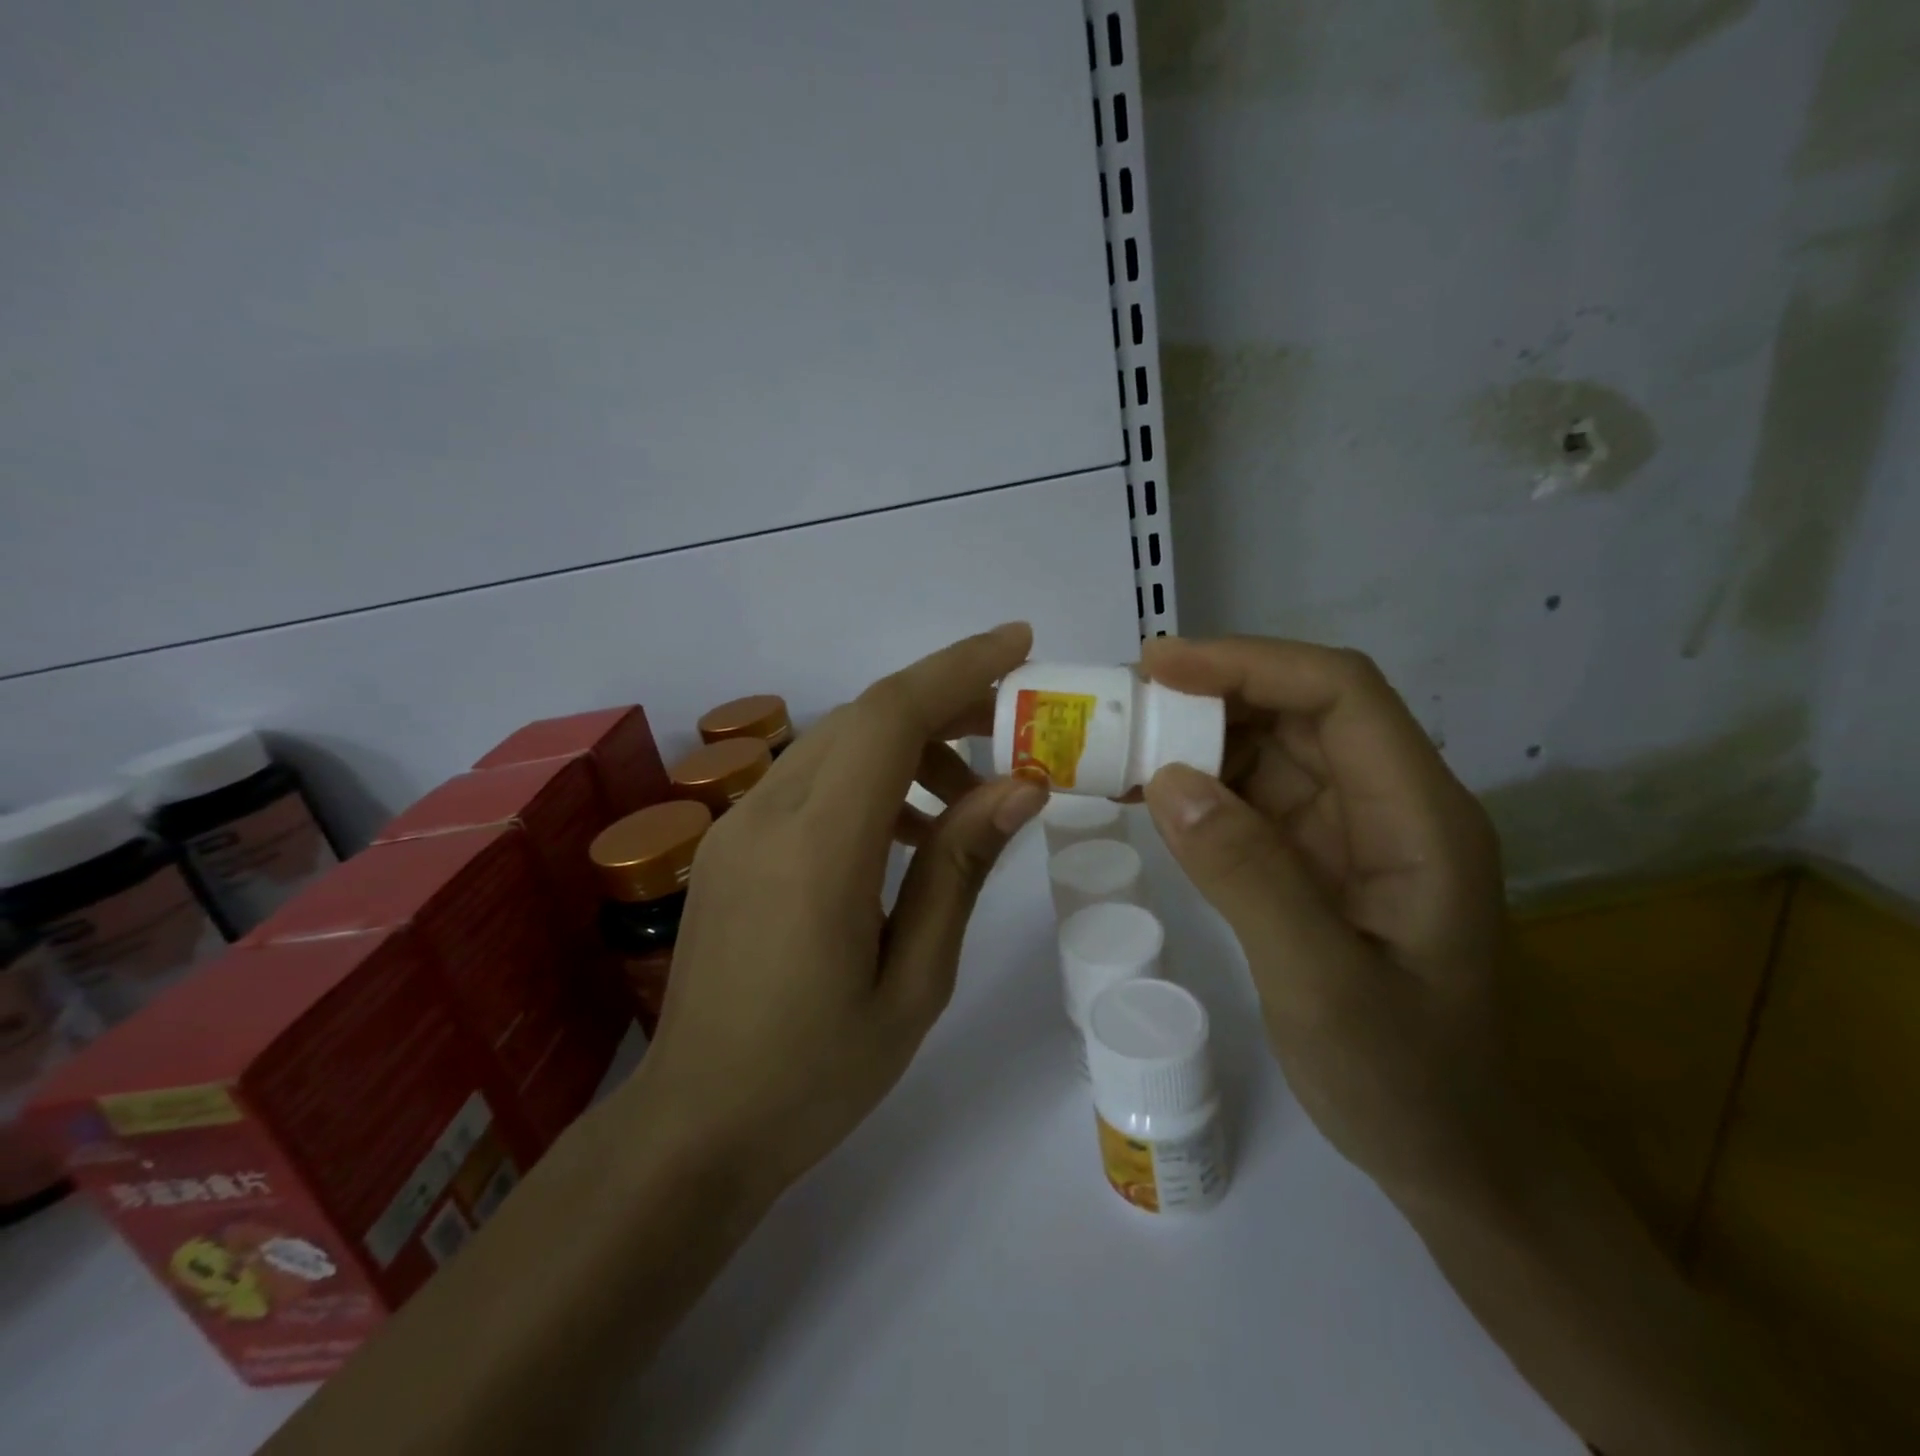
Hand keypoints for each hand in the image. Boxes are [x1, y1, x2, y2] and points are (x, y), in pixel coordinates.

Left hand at [632, 623, 1048, 1198]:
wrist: (695, 1126)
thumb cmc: (816, 1075)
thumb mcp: (914, 981)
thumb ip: (960, 869)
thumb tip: (1021, 785)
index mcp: (816, 850)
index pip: (889, 717)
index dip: (958, 668)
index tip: (1020, 644)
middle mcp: (766, 815)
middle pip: (864, 716)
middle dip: (945, 702)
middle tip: (1012, 729)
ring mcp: (736, 825)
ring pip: (836, 742)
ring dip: (908, 745)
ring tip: (966, 799)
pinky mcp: (729, 844)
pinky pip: (809, 780)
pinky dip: (868, 779)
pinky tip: (906, 833)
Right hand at [1138, 636, 1511, 1206]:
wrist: (1444, 1151)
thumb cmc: (1403, 1080)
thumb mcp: (1324, 988)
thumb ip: (1250, 877)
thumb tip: (1167, 778)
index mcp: (1420, 818)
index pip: (1340, 695)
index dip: (1248, 663)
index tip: (1157, 667)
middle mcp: (1390, 804)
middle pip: (1300, 709)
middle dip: (1208, 693)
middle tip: (1117, 704)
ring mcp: (1352, 828)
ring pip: (1270, 746)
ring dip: (1193, 734)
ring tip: (1115, 743)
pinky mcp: (1316, 856)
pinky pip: (1251, 795)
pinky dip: (1195, 783)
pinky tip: (1143, 792)